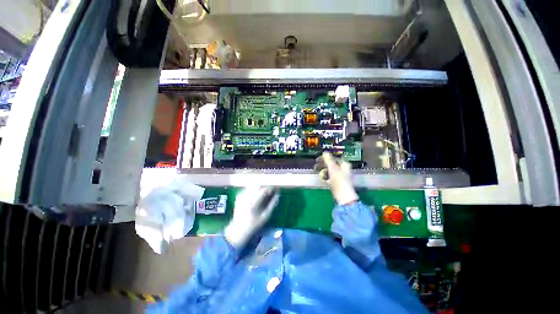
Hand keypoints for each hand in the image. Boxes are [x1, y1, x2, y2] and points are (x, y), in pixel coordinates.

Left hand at [224, 186, 278, 248]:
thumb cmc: (254, 224)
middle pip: (258, 186)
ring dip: (260, 187)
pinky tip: (256, 195)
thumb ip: (273, 203)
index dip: (271, 188)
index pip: (264, 189)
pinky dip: (254, 189)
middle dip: (265, 186)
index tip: (276, 190)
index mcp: (253, 202)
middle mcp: (246, 196)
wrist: (238, 229)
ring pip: (253, 186)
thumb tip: (278, 194)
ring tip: (264, 192)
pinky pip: (248, 189)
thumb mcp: (266, 215)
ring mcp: (241, 195)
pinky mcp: (239, 196)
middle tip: (270, 191)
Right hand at [315, 152, 357, 204]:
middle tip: (316, 165)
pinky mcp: (336, 182)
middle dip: (323, 164)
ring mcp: (340, 176)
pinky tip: (321, 178)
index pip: (334, 158)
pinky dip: (325, 176)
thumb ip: (328, 160)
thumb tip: (324, 152)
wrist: (343, 196)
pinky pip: (329, 177)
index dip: (326, 158)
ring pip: (329, 170)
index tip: (318, 159)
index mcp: (344, 164)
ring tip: (317, 171)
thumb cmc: (339, 180)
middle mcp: (343, 169)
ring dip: (323, 170)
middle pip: (331, 164)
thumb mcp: (333, 168)